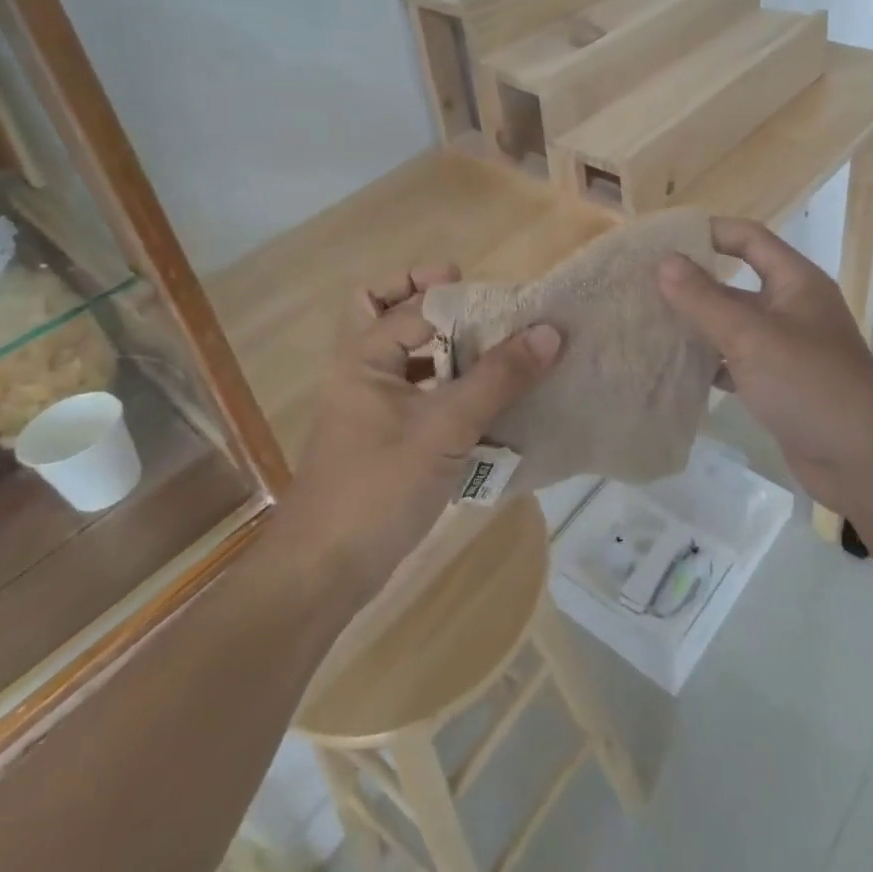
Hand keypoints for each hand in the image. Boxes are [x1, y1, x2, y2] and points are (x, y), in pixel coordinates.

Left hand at [288, 265, 561, 600]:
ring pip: (409, 358)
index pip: (414, 304)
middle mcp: (363, 373)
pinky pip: (420, 396)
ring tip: (496, 353)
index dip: (460, 297)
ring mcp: (372, 408)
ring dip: (447, 348)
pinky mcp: (385, 440)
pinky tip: (487, 405)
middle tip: (480, 308)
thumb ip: (497, 378)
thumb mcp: (445, 428)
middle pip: (388, 313)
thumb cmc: (378, 489)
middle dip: (432, 303)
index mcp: (365, 357)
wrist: (323, 574)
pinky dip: (449, 388)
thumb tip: (549, 331)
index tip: (507, 303)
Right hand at [657, 218, 872, 514]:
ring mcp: (787, 348)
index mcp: (796, 282)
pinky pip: (737, 361)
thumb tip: (664, 261)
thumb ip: (704, 299)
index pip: (748, 238)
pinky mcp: (779, 383)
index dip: (708, 232)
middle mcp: (792, 308)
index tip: (662, 239)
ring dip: (697, 324)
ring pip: (733, 325)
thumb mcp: (751, 336)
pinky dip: (710, 362)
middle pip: (736, 282)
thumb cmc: (809, 384)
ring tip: (648, 323)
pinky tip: (675, 368)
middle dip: (693, 284)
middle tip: (642, 285)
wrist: (863, 461)